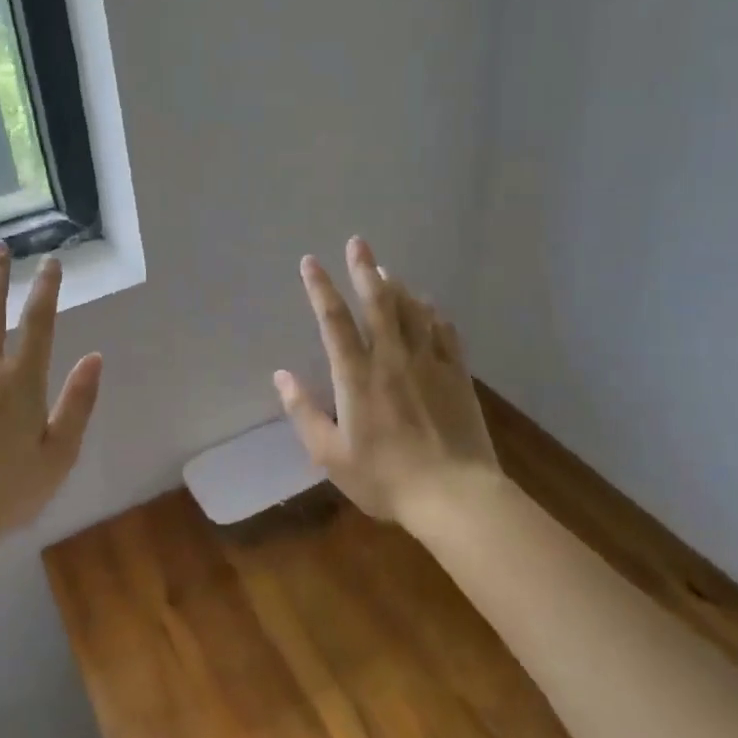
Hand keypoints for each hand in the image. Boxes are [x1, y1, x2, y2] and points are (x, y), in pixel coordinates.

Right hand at [275, 236, 500, 526]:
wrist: (455, 495)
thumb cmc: (385, 477)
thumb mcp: (330, 454)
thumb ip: (303, 412)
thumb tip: (280, 376)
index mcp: (357, 376)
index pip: (334, 320)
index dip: (320, 287)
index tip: (310, 261)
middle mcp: (392, 358)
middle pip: (378, 302)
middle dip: (364, 269)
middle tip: (357, 242)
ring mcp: (429, 363)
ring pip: (412, 311)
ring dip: (397, 286)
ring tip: (386, 270)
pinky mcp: (456, 375)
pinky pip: (444, 332)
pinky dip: (432, 313)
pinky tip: (428, 307)